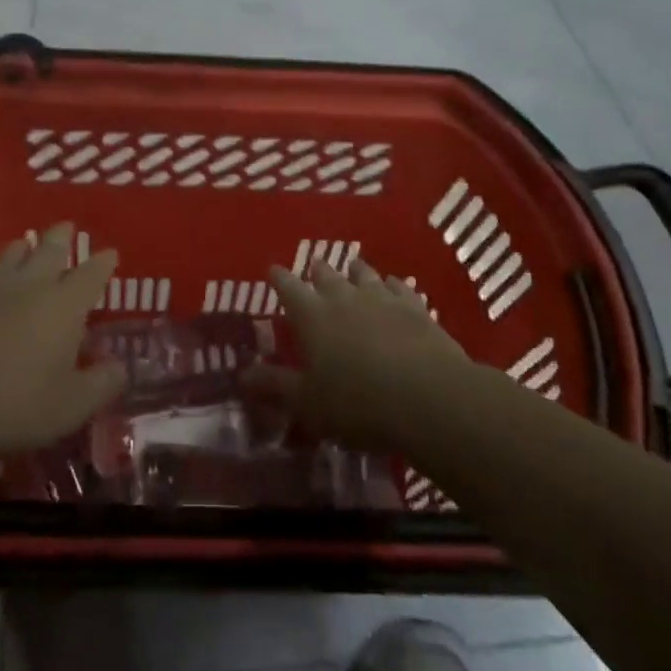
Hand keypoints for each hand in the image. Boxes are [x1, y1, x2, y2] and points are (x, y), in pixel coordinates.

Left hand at [0, 223, 124, 468]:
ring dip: (23, 248)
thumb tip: (121, 366)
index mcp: (65, 305)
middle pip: (50, 248)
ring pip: (11, 252)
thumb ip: (102, 384)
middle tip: (67, 227)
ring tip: (26, 247)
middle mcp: (30, 283)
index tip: (110, 253)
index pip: (92, 274)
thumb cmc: (15, 405)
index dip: (103, 263)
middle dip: (62, 236)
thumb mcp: (71, 407)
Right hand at [245, 259, 467, 451]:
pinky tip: (394, 285)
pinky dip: (393, 284)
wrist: (429, 397)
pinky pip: (400, 287)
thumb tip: (242, 374)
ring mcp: (382, 298)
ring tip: (352, 268)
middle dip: (317, 271)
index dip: (279, 278)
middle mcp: (343, 297)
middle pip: (326, 275)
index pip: (288, 287)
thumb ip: (275, 384)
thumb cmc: (357, 403)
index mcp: (312, 315)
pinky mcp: (415, 308)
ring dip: (356, 271)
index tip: (273, 270)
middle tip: (314, 268)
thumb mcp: (307, 402)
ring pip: (364, 275)